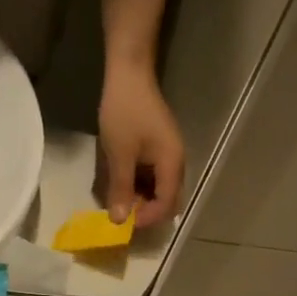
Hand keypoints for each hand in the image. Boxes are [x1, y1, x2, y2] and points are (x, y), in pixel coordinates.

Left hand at [97, 63, 184, 228]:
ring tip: (120, 201)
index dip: (147, 219)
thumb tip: (119, 221)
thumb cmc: (125, 112)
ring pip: (161, 191)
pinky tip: (124, 185)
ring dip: (143, 200)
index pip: (166, 205)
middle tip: (123, 214)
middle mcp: (177, 163)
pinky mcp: (160, 150)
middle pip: (168, 201)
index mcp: (172, 164)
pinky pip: (155, 178)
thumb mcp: (119, 155)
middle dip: (147, 212)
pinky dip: (142, 187)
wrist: (129, 73)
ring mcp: (170, 156)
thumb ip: (121, 189)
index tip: (125, 222)